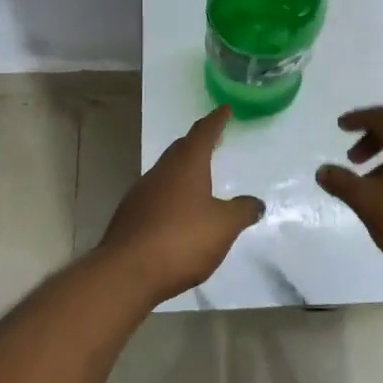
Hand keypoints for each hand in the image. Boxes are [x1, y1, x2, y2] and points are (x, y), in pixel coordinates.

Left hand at [100, 106, 264, 302]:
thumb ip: (242, 211)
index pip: (202, 134)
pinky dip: (170, 194)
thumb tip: (255, 202)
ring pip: (165, 172)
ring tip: (197, 177)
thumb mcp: (223, 226)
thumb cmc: (181, 240)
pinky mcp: (130, 217)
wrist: (127, 272)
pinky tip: (177, 211)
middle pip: (180, 150)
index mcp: (186, 166)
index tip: (224, 109)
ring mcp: (141, 194)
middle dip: (197, 143)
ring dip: (182, 169)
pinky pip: (155, 195)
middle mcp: (161, 173)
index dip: (216, 121)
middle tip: (212, 140)